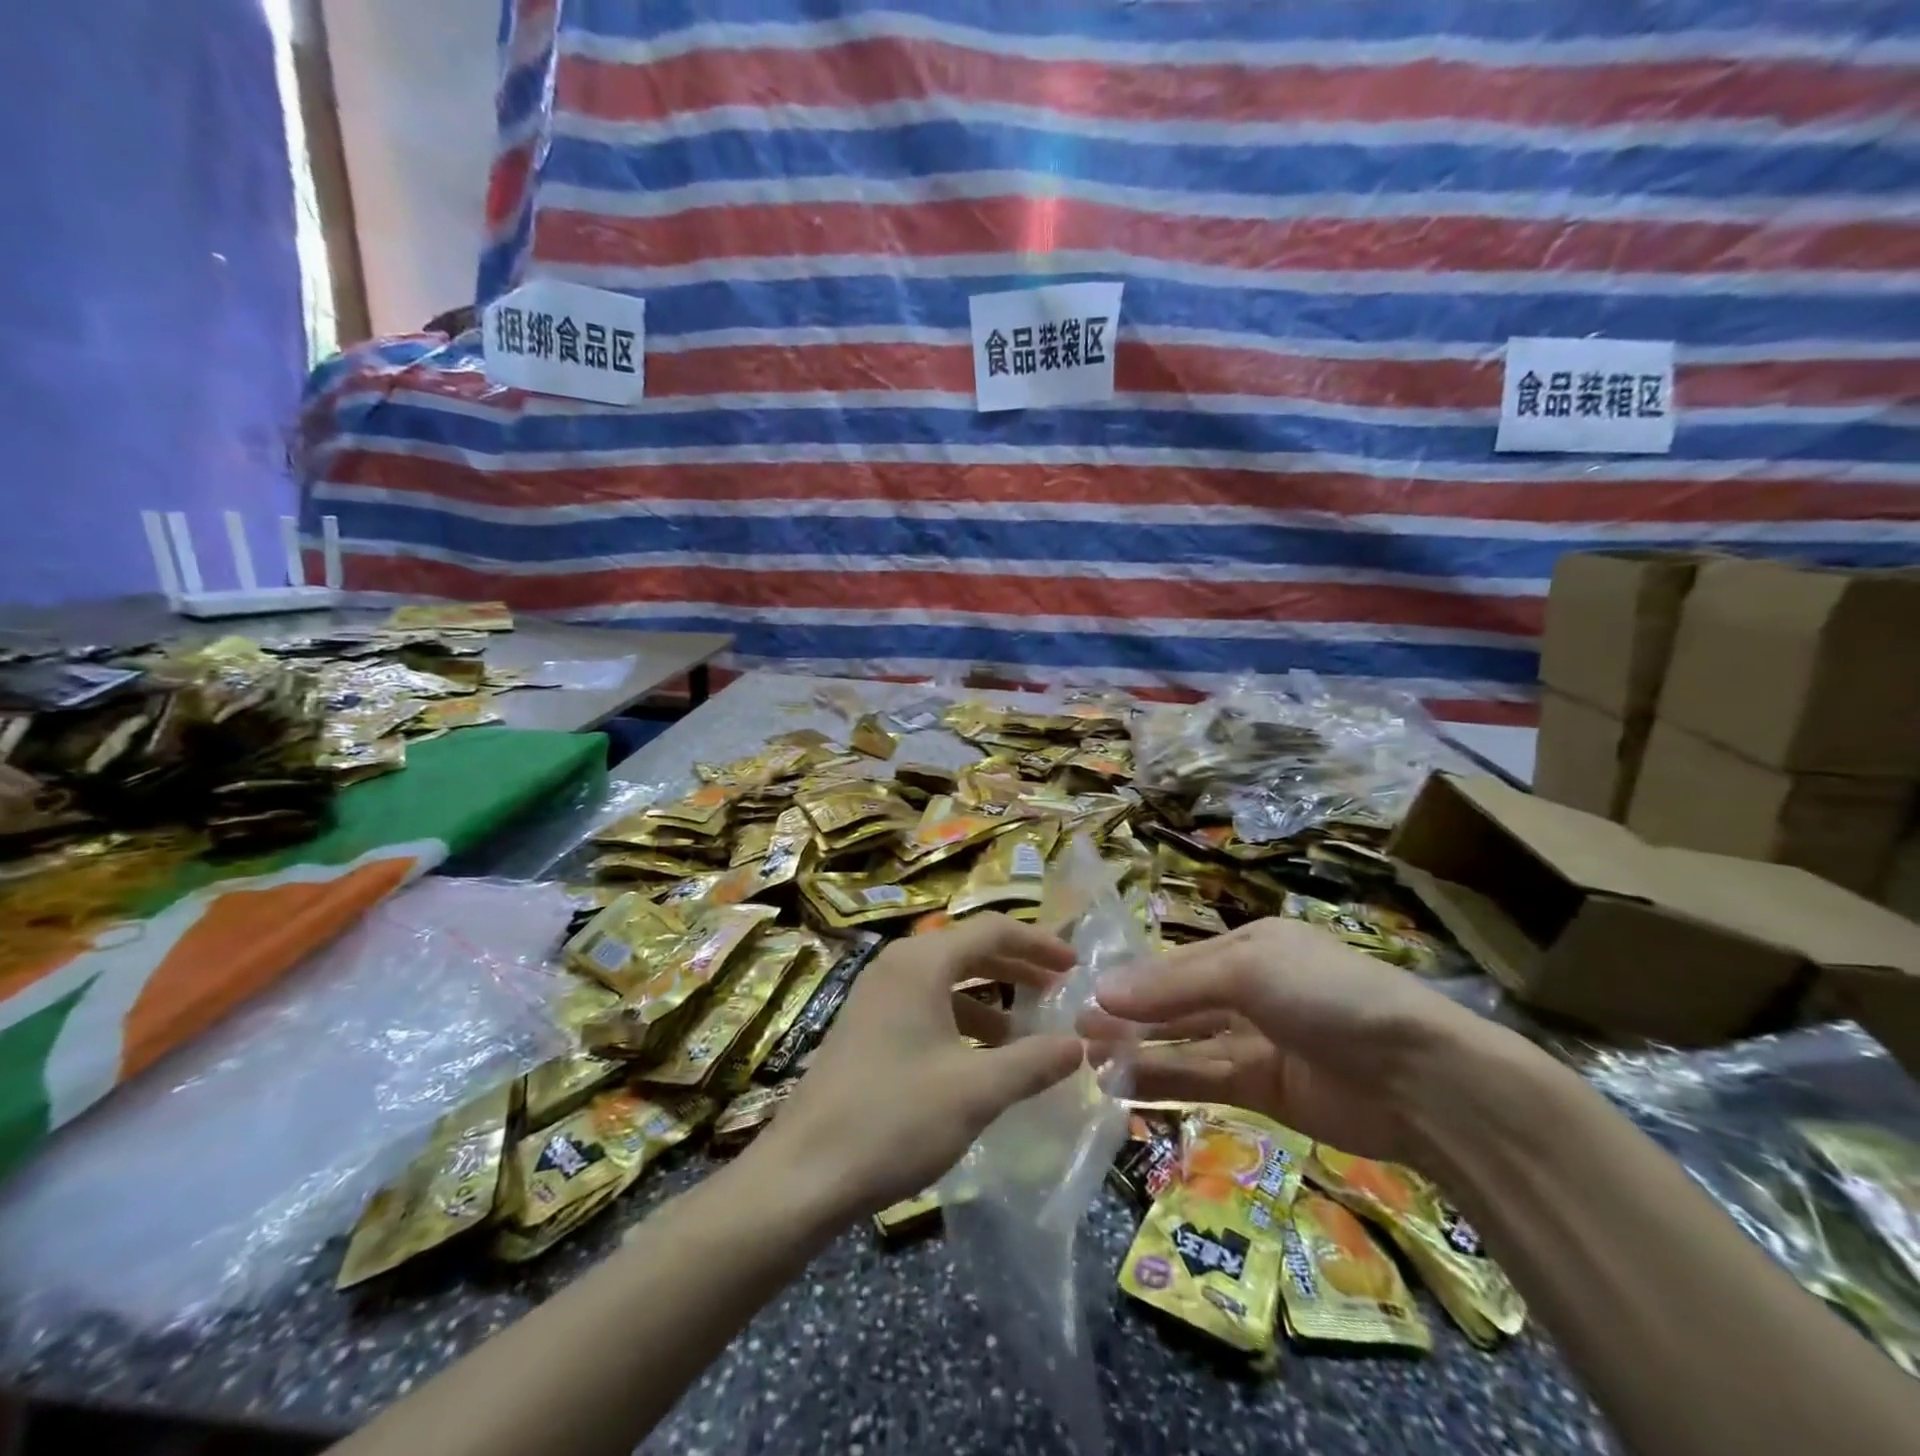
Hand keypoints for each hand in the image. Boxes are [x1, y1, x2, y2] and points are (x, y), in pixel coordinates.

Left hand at [757, 914, 1085, 1213]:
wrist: (803, 1174)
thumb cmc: (894, 1120)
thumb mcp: (976, 1091)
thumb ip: (1033, 1062)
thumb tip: (1079, 1045)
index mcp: (921, 963)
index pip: (992, 930)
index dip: (1039, 944)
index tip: (1076, 966)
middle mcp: (897, 965)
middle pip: (969, 950)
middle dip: (1017, 968)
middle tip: (1059, 992)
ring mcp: (876, 995)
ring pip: (947, 980)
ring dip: (990, 999)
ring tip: (1027, 1034)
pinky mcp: (866, 1026)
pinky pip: (926, 1005)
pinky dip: (961, 1020)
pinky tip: (981, 1060)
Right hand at [1080, 917, 1478, 1163]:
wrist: (1421, 1079)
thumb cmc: (1329, 996)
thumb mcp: (1249, 969)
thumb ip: (1173, 984)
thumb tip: (1100, 993)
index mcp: (1249, 947)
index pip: (1176, 962)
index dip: (1133, 979)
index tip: (1086, 994)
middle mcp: (1248, 990)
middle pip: (1175, 1003)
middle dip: (1129, 1015)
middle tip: (1076, 1031)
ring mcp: (1255, 1042)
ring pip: (1183, 1043)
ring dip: (1138, 1049)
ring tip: (1087, 1059)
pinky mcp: (1262, 1091)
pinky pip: (1202, 1080)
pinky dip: (1163, 1082)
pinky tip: (1122, 1087)